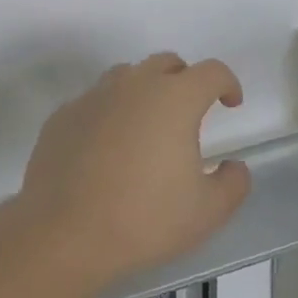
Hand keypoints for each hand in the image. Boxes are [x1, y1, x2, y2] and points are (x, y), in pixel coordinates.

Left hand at [12, 53, 251, 294]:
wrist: (63, 233)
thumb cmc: (144, 219)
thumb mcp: (207, 212)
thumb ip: (233, 183)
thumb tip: (234, 166)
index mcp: (175, 98)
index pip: (211, 71)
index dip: (227, 83)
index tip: (230, 103)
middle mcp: (134, 85)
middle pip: (166, 64)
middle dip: (185, 80)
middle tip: (189, 112)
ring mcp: (94, 96)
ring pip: (127, 76)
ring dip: (144, 91)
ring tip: (147, 127)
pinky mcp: (63, 115)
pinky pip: (95, 102)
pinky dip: (109, 113)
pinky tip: (107, 148)